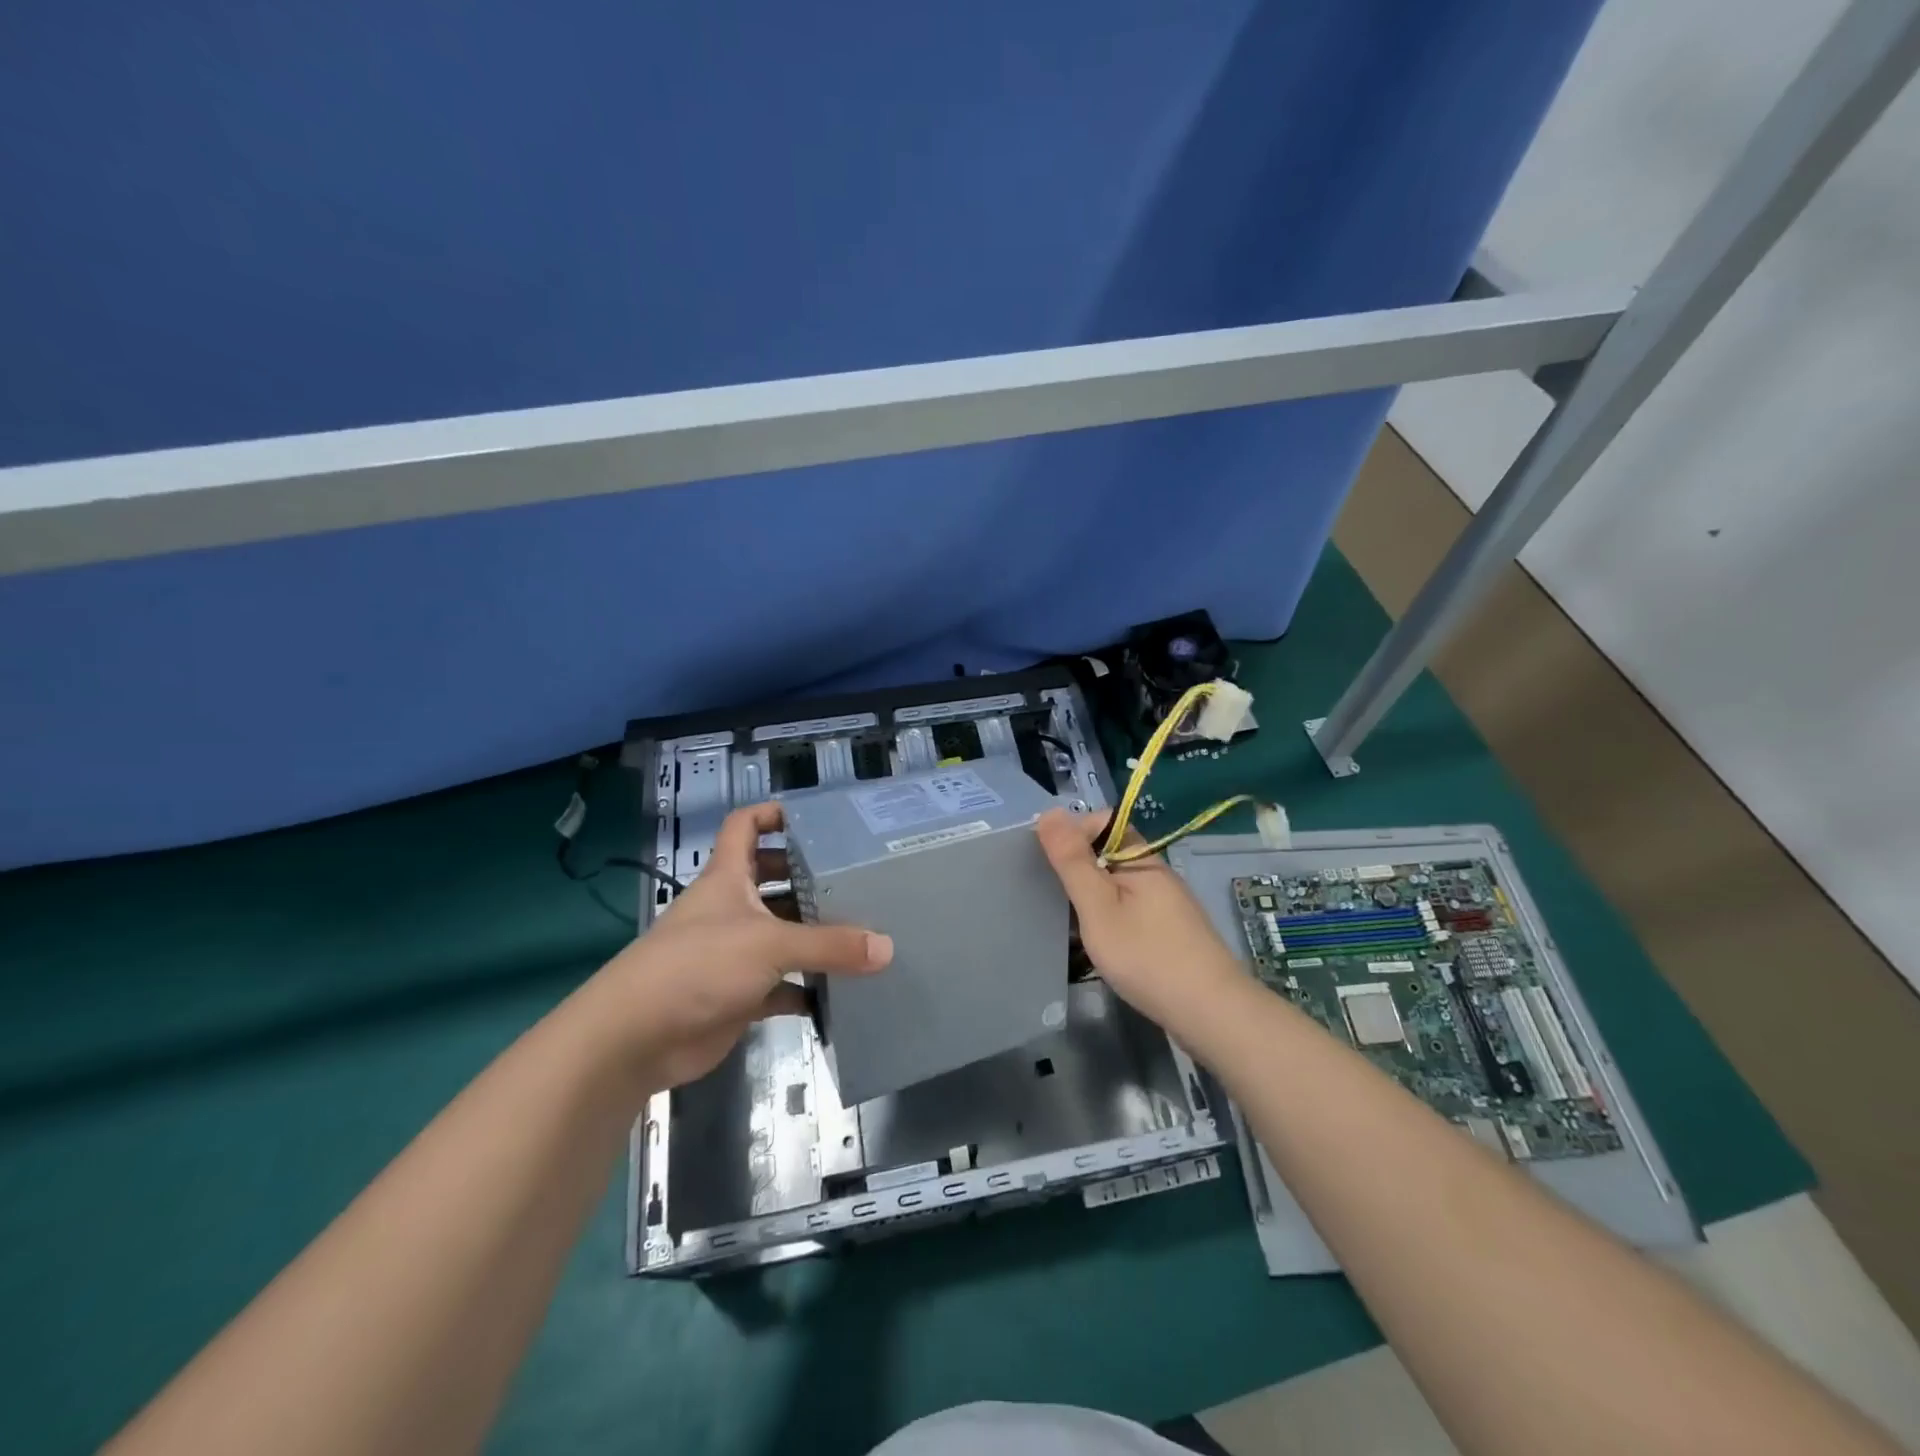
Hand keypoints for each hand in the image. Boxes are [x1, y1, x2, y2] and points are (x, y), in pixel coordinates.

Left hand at [586, 802, 892, 1088]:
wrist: (636, 1038)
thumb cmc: (698, 966)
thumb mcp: (769, 945)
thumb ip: (829, 945)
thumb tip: (886, 947)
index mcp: (727, 877)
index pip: (745, 826)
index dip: (773, 814)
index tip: (816, 819)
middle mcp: (730, 909)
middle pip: (772, 880)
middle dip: (808, 878)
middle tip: (857, 879)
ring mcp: (733, 953)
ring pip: (781, 934)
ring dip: (814, 935)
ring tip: (863, 931)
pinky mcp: (738, 995)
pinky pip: (782, 986)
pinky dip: (807, 989)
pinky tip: (841, 993)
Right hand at [1035, 808, 1245, 1035]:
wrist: (1211, 1013)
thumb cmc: (1147, 956)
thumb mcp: (1098, 907)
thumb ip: (1073, 861)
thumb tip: (1050, 812)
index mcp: (1142, 860)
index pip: (1104, 822)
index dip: (1074, 832)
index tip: (1050, 862)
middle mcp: (1159, 875)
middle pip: (1112, 853)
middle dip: (1080, 868)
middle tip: (1055, 897)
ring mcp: (1169, 905)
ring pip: (1121, 885)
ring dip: (1094, 896)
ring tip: (1072, 924)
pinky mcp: (1173, 932)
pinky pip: (1133, 910)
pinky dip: (1112, 918)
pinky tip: (1104, 944)